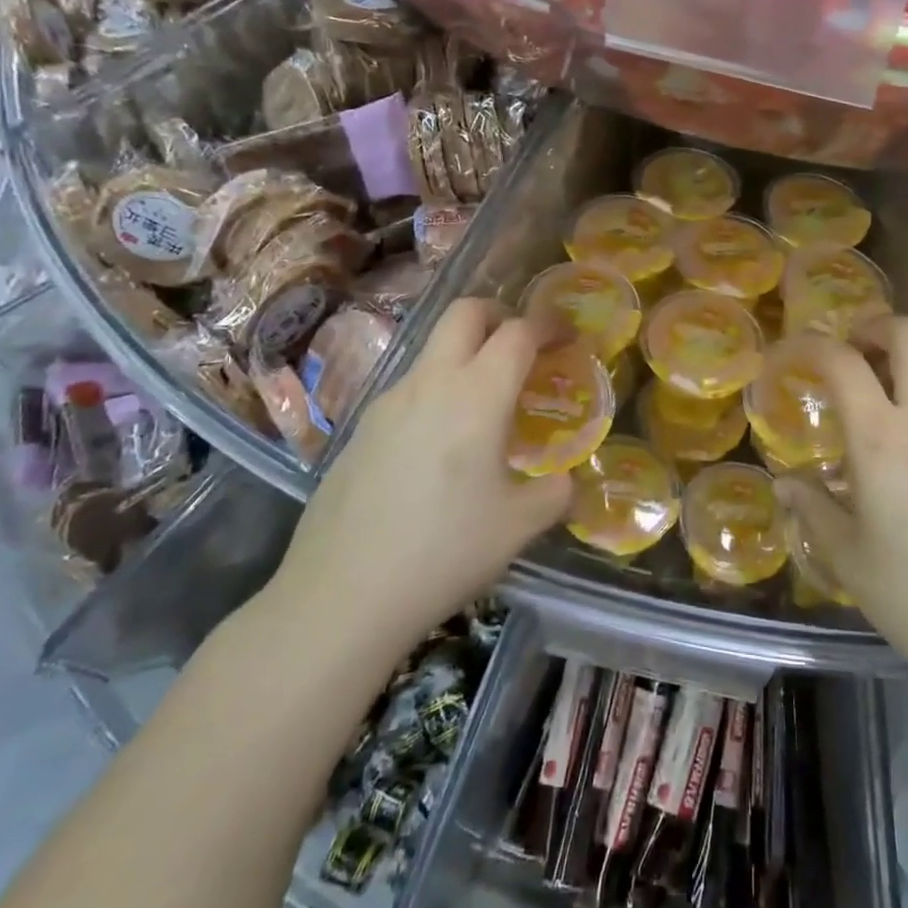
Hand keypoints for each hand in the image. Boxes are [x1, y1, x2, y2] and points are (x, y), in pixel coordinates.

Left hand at [271, 298, 572, 642]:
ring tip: (484, 405)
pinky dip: (436, 391)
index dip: (547, 326)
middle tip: (521, 346)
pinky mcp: (360, 428)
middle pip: (464, 313)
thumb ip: (554, 492)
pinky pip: (408, 389)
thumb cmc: (445, 551)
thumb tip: (565, 481)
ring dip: (464, 355)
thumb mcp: (519, 526)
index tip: (565, 339)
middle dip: (498, 314)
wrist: (342, 594)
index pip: (517, 332)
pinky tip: (439, 446)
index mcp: (477, 395)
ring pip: (432, 350)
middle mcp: (430, 382)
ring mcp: (387, 402)